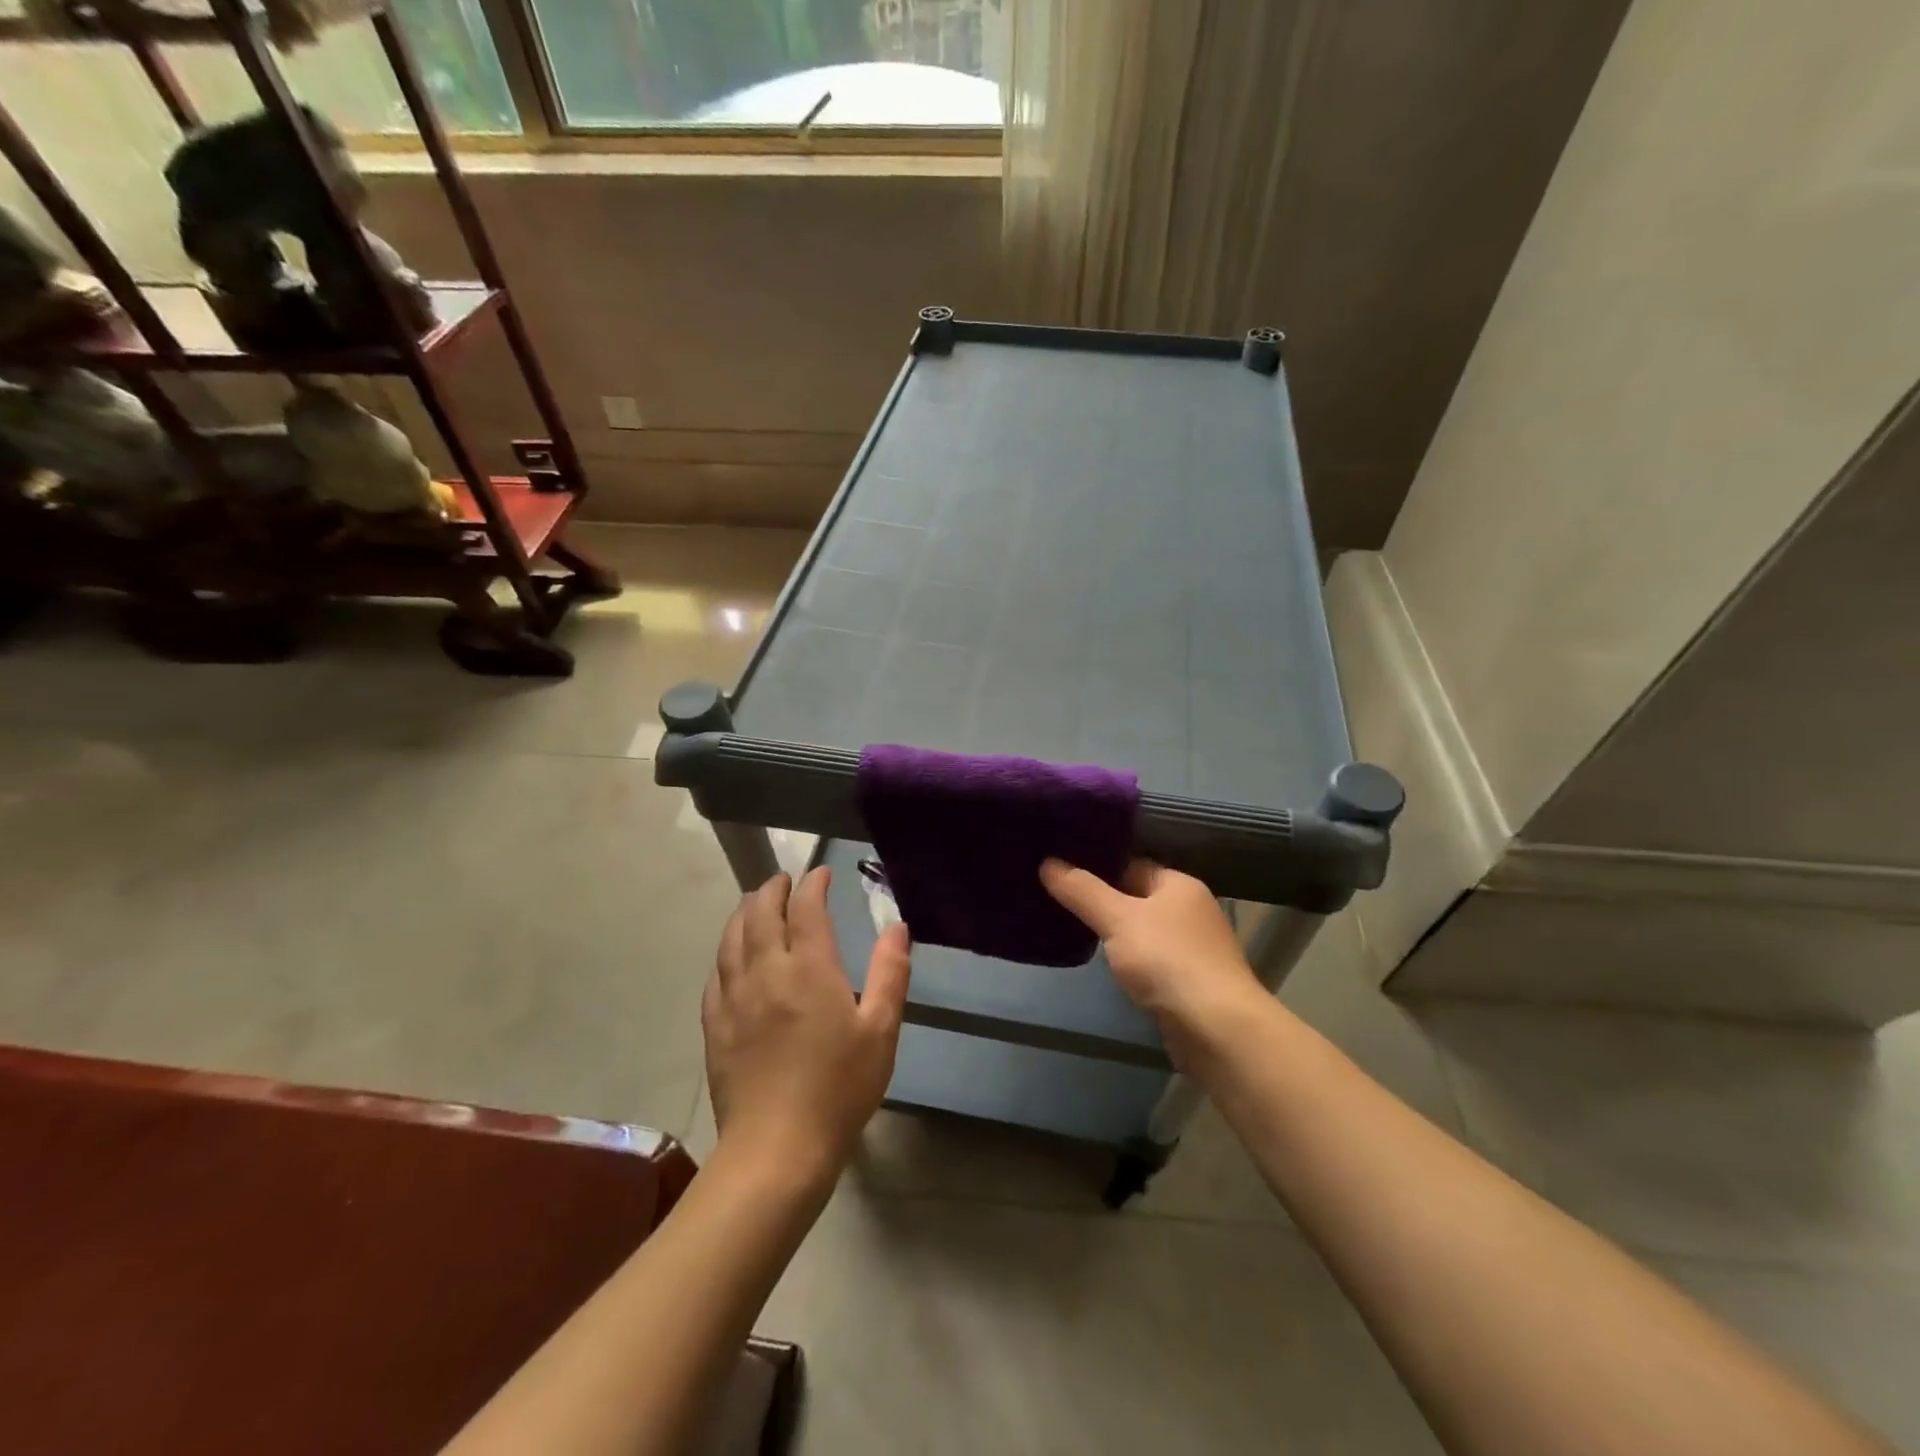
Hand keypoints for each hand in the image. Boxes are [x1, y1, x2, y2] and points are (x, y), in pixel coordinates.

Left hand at [703, 868, 911, 1186]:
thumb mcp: (881, 1031)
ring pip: (731, 937)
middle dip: (773, 889)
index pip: (805, 907)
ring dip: (745, 912)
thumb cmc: (839, 1088)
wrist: (776, 1149)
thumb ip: (889, 973)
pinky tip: (732, 956)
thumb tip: (897, 927)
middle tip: (786, 881)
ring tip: (756, 904)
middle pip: (760, 912)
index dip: (812, 884)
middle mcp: (766, 971)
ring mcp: (734, 997)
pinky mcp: (714, 1025)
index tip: (821, 873)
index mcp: (809, 968)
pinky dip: (726, 951)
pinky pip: (716, 973)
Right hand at [1040, 858, 1258, 1035]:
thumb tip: (1048, 862)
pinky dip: (1131, 963)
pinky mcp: (1190, 982)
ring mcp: (1194, 947)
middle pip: (1136, 898)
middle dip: (1103, 903)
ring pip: (1144, 932)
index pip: (1130, 864)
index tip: (1060, 872)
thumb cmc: (1167, 960)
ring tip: (1074, 932)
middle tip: (1058, 902)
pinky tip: (1108, 969)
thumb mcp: (1117, 919)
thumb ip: (1082, 891)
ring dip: (1117, 936)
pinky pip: (1152, 961)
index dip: (1096, 868)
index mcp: (1178, 884)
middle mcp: (1191, 910)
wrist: (1218, 1028)